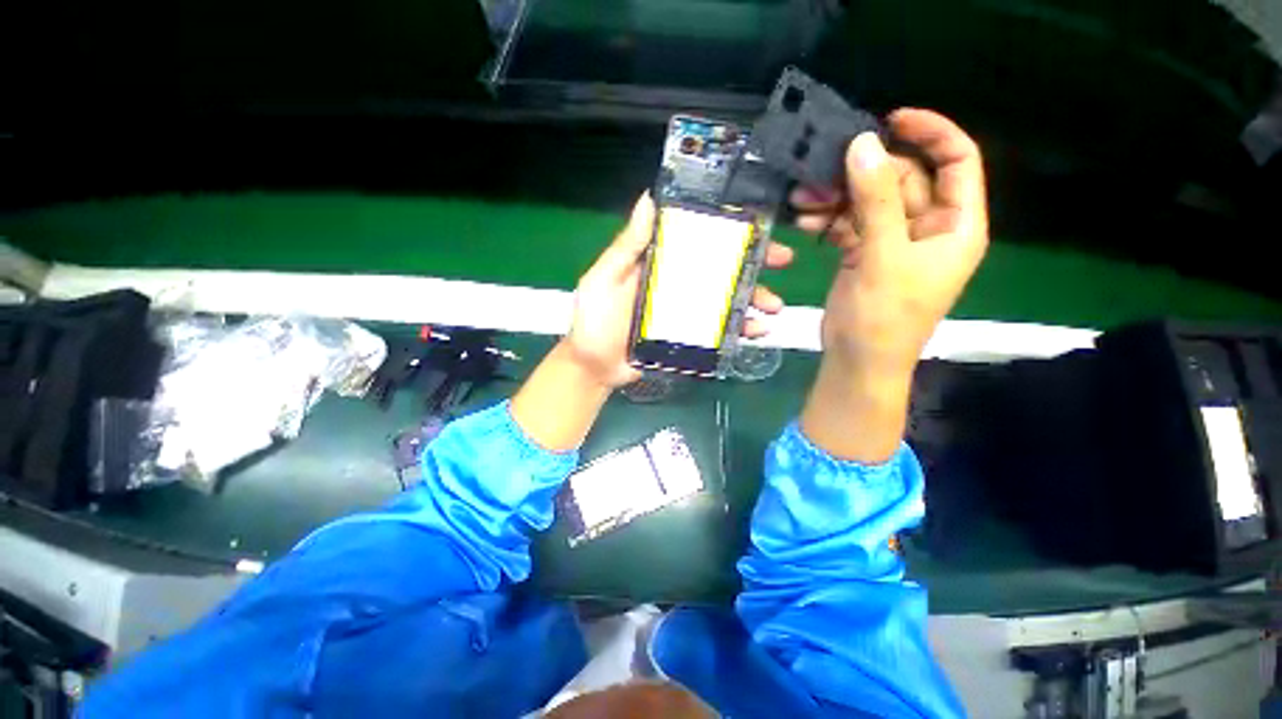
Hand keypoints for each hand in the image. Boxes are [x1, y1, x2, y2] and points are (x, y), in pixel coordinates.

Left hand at [565, 193, 795, 387]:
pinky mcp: (689, 338)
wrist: (594, 367)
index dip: (726, 231)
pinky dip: (740, 330)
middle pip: (719, 269)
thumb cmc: (594, 320)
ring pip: (725, 300)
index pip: (697, 241)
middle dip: (752, 264)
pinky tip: (757, 332)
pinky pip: (719, 331)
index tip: (756, 225)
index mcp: (659, 264)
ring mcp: (685, 312)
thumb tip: (648, 199)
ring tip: (773, 307)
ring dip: (753, 300)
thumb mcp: (604, 279)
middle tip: (782, 262)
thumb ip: (627, 246)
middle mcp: (676, 284)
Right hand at [792, 109, 988, 375]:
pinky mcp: (864, 254)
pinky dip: (828, 221)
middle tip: (821, 170)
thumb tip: (862, 145)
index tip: (890, 120)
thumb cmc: (884, 317)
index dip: (931, 133)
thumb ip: (876, 201)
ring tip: (803, 200)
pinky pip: (848, 224)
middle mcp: (928, 228)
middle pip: (903, 180)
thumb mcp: (884, 257)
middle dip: (862, 173)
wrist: (857, 360)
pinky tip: (805, 222)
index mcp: (955, 225)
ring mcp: (893, 241)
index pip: (957, 160)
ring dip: (837, 198)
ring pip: (869, 202)